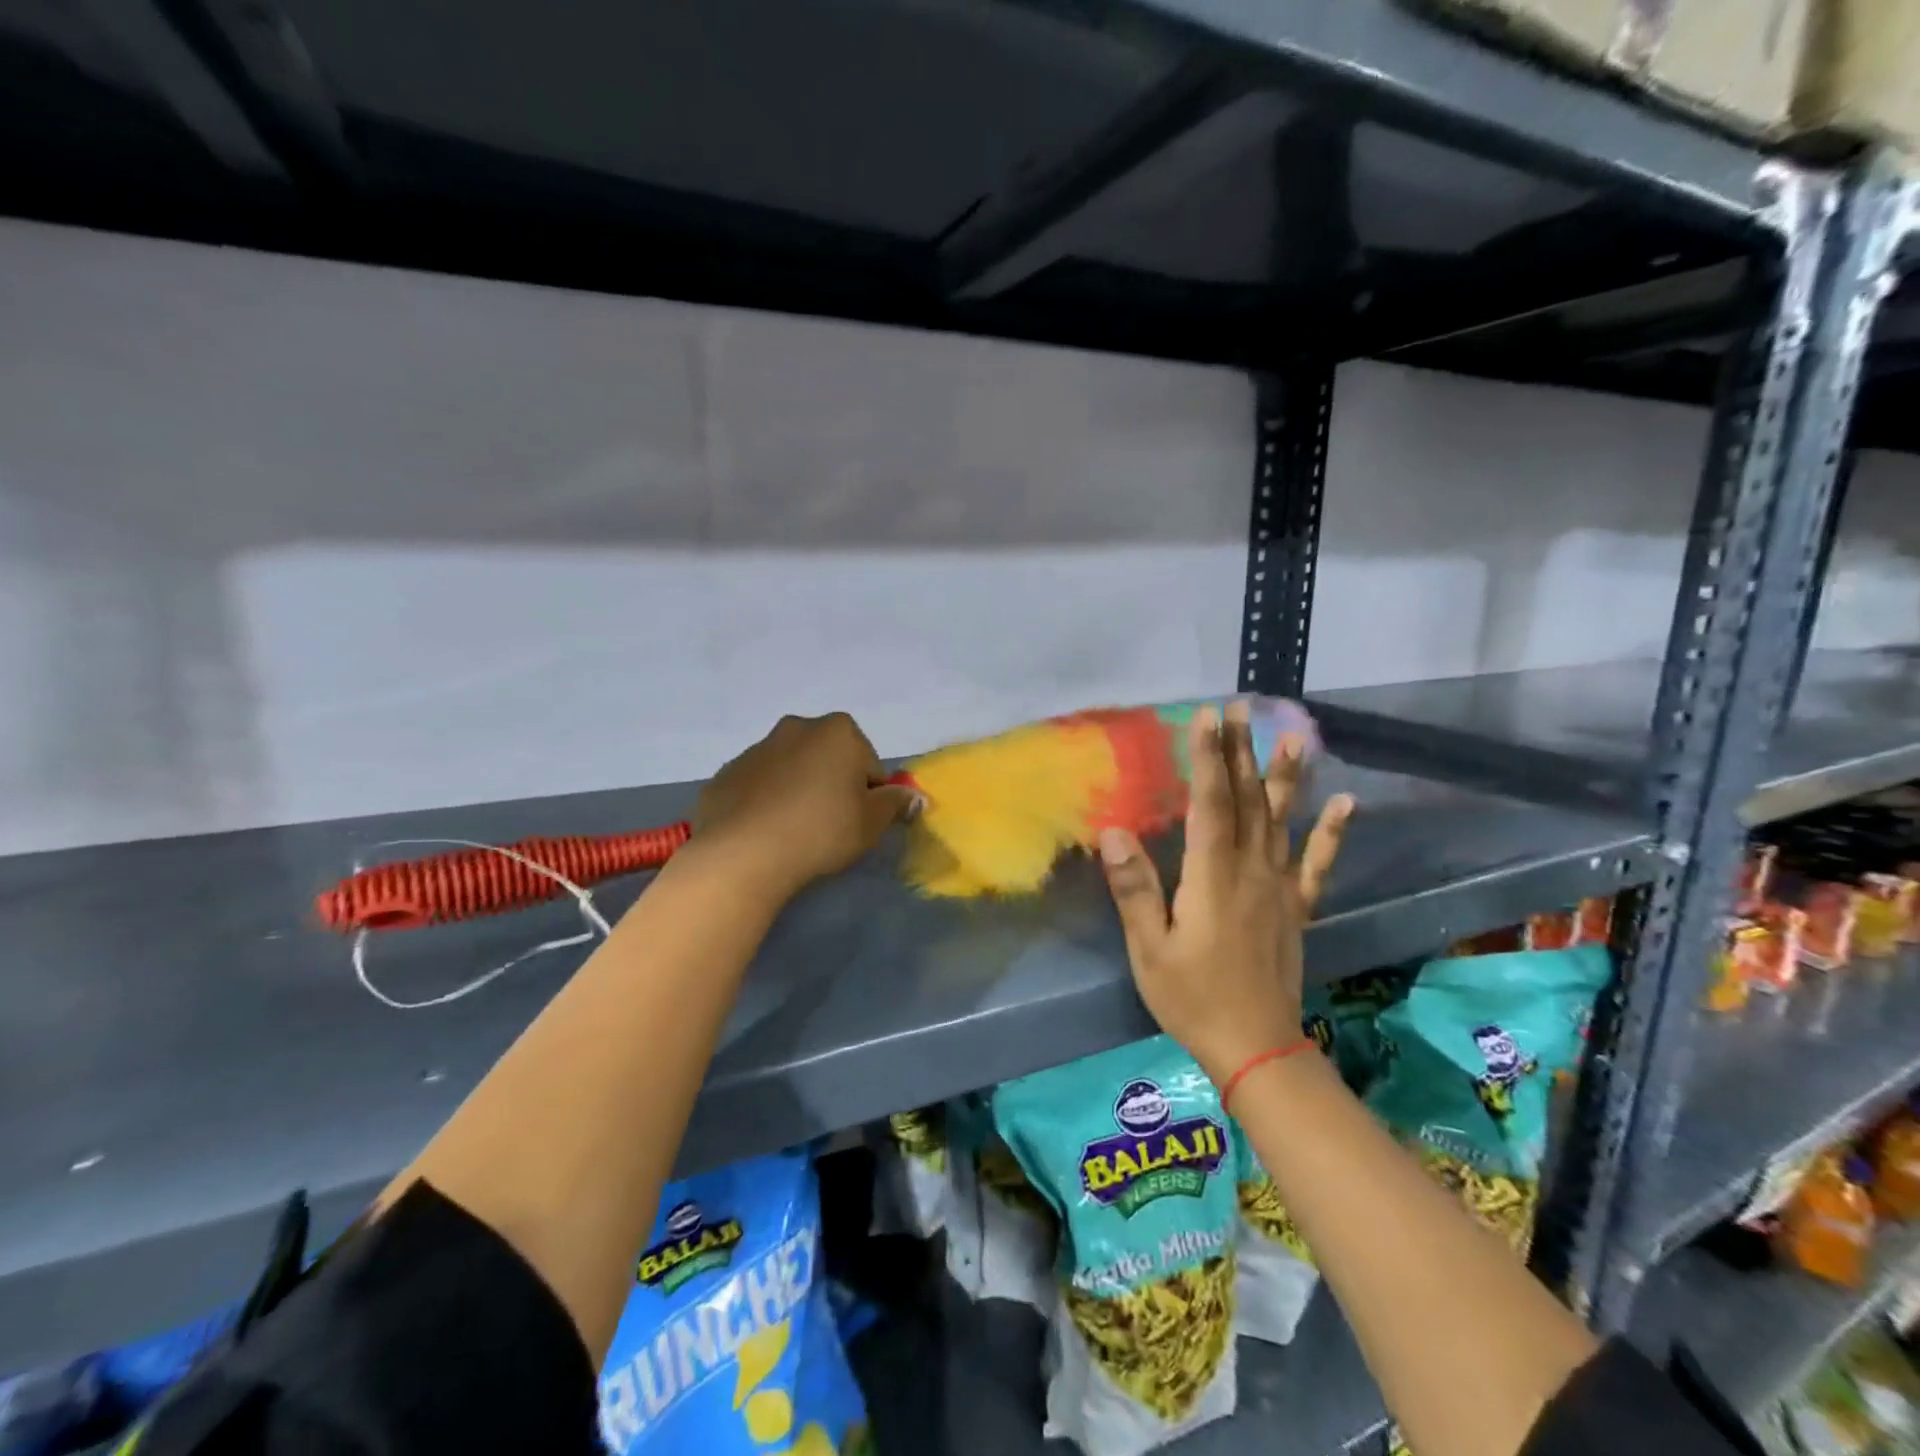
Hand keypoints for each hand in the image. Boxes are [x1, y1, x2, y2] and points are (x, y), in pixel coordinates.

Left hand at [693, 712, 917, 900]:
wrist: (744, 852)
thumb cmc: (822, 830)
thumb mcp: (872, 822)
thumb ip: (896, 804)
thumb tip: (914, 795)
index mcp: (839, 731)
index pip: (868, 763)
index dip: (869, 793)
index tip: (859, 820)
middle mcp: (797, 727)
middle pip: (828, 757)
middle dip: (832, 783)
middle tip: (830, 825)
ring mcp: (756, 748)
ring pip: (791, 769)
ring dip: (797, 790)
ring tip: (794, 833)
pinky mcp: (726, 773)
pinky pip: (758, 786)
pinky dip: (765, 801)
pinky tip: (765, 833)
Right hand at [1099, 700, 1351, 1086]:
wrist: (1256, 1048)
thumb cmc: (1192, 998)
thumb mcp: (1150, 948)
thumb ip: (1135, 889)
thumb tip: (1114, 832)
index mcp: (1212, 876)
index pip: (1211, 803)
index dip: (1208, 757)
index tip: (1207, 716)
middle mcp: (1251, 871)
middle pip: (1248, 800)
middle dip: (1242, 751)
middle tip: (1242, 708)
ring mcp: (1280, 888)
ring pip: (1282, 821)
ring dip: (1286, 777)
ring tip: (1295, 737)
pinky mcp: (1297, 908)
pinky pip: (1317, 863)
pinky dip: (1332, 832)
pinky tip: (1346, 803)